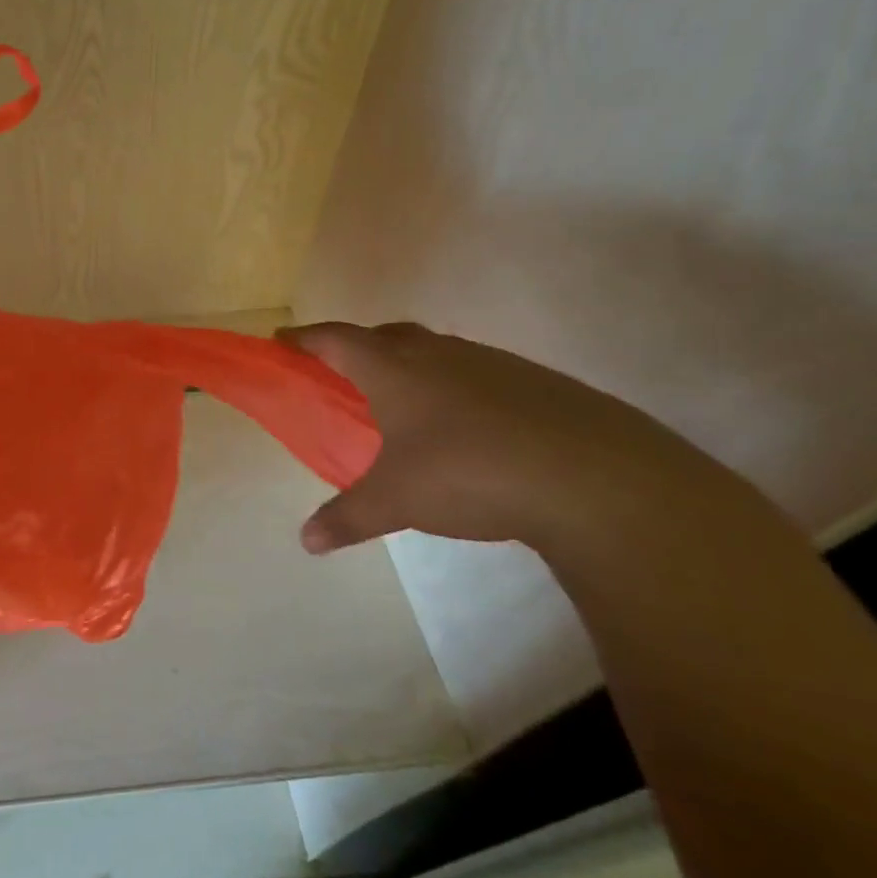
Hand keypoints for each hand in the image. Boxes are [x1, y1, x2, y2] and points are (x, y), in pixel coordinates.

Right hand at [278, 321, 749, 558]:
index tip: (281, 342)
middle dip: (355, 347)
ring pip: (434, 351)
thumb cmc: (469, 473)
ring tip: (403, 403)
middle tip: (341, 374)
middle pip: (383, 335)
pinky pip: (475, 373)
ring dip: (409, 365)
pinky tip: (467, 427)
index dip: (304, 339)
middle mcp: (437, 353)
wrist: (595, 478)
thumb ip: (347, 517)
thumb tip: (306, 542)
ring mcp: (490, 363)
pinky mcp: (534, 382)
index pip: (334, 339)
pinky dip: (454, 387)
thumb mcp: (396, 501)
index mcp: (393, 368)